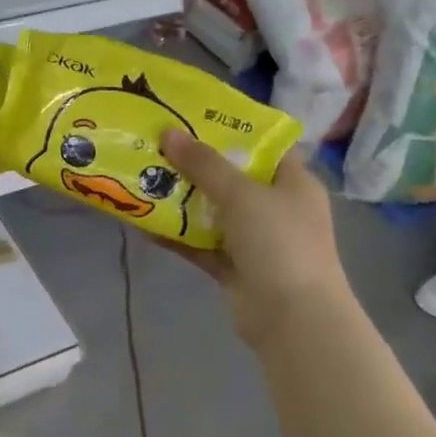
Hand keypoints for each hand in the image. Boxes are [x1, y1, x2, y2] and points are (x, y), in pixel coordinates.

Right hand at [159, 130, 350, 334]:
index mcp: (293, 182)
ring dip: (181, 198)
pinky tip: (142, 221)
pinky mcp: (233, 267)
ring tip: (142, 175)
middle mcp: (276, 207)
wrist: (292, 319)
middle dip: (194, 163)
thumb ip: (204, 164)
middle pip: (231, 177)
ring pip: (211, 211)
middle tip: (156, 143)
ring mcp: (255, 239)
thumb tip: (168, 132)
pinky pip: (199, 243)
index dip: (231, 130)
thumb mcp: (241, 194)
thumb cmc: (279, 242)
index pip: (264, 146)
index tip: (192, 117)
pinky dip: (176, 234)